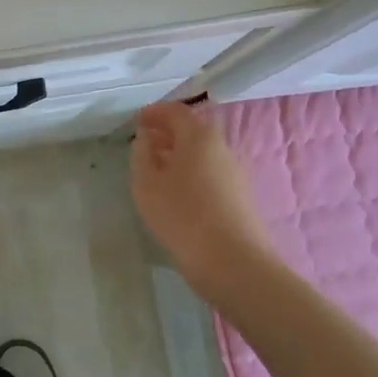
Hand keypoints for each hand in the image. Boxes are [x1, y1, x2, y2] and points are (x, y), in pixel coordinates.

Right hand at [130, 103, 278, 297]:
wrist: (234, 263)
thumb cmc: (183, 217)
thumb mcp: (147, 185)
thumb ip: (142, 155)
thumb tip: (145, 138)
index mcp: (199, 136)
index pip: (176, 112)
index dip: (155, 113)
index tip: (137, 121)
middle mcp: (222, 147)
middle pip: (192, 131)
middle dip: (167, 133)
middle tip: (144, 144)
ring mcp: (235, 172)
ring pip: (202, 154)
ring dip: (178, 155)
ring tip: (156, 170)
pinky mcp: (240, 197)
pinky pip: (210, 173)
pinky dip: (191, 173)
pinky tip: (177, 193)